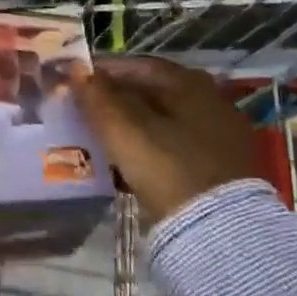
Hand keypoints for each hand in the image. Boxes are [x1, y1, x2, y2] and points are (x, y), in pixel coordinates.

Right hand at [73, 57, 256, 223]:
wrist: (219, 231)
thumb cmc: (167, 166)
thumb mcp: (123, 129)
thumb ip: (96, 95)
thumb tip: (75, 68)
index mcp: (190, 84)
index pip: (138, 65)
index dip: (104, 70)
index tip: (76, 79)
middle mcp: (211, 102)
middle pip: (153, 92)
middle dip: (117, 99)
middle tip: (84, 109)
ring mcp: (220, 137)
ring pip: (164, 121)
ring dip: (132, 125)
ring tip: (100, 137)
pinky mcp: (221, 169)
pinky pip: (175, 147)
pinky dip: (150, 148)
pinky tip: (128, 163)